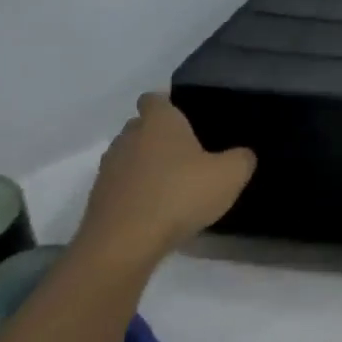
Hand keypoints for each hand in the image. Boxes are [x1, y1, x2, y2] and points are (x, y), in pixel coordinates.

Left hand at [76, 95, 256, 266]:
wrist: (124, 243)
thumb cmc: (180, 195)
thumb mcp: (230, 175)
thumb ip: (242, 158)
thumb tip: (242, 154)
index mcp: (159, 121)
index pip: (155, 98)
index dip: (170, 105)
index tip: (189, 119)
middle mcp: (128, 136)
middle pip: (142, 127)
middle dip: (160, 137)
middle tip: (189, 154)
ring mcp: (109, 168)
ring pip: (131, 156)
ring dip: (147, 166)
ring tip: (174, 185)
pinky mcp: (99, 198)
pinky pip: (123, 185)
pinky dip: (137, 192)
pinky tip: (157, 210)